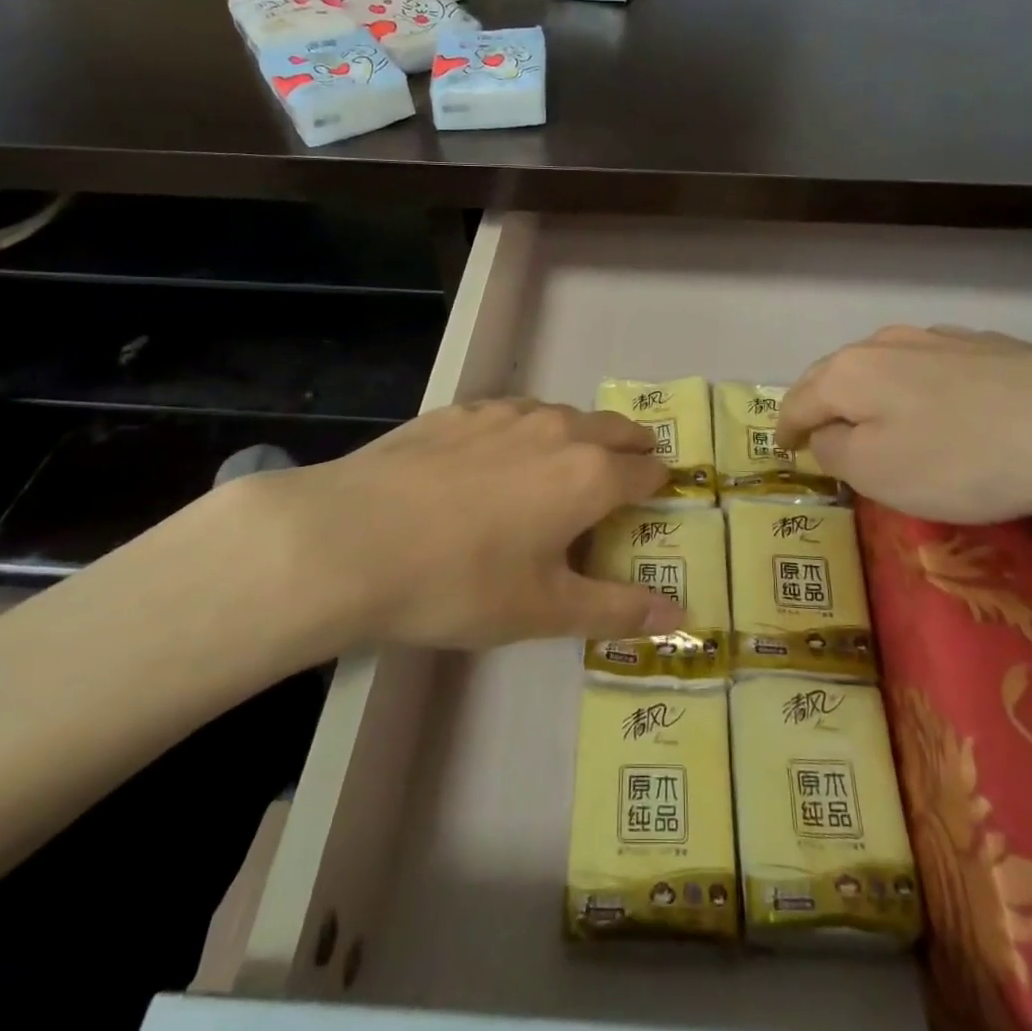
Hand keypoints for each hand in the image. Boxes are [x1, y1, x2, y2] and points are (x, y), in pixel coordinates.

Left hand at [232, 400, 681, 652]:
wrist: (350, 539)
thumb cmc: (461, 582)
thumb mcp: (544, 610)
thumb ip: (617, 610)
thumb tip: (681, 620)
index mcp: (589, 474)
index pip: (646, 469)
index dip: (658, 483)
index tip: (657, 496)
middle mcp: (556, 429)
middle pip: (613, 427)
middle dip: (630, 446)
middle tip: (628, 469)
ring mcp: (504, 413)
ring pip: (561, 413)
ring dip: (577, 434)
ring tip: (563, 462)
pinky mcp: (457, 410)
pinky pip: (510, 411)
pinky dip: (524, 429)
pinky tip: (496, 455)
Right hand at [776, 325, 1031, 525]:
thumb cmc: (960, 459)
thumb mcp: (876, 472)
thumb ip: (833, 452)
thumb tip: (825, 436)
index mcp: (849, 372)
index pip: (798, 402)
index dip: (786, 429)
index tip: (783, 449)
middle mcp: (885, 343)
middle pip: (836, 374)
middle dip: (821, 404)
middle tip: (819, 434)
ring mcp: (939, 338)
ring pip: (884, 365)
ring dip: (869, 393)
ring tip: (876, 419)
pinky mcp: (986, 346)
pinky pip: (930, 367)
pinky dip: (916, 388)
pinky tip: (939, 408)